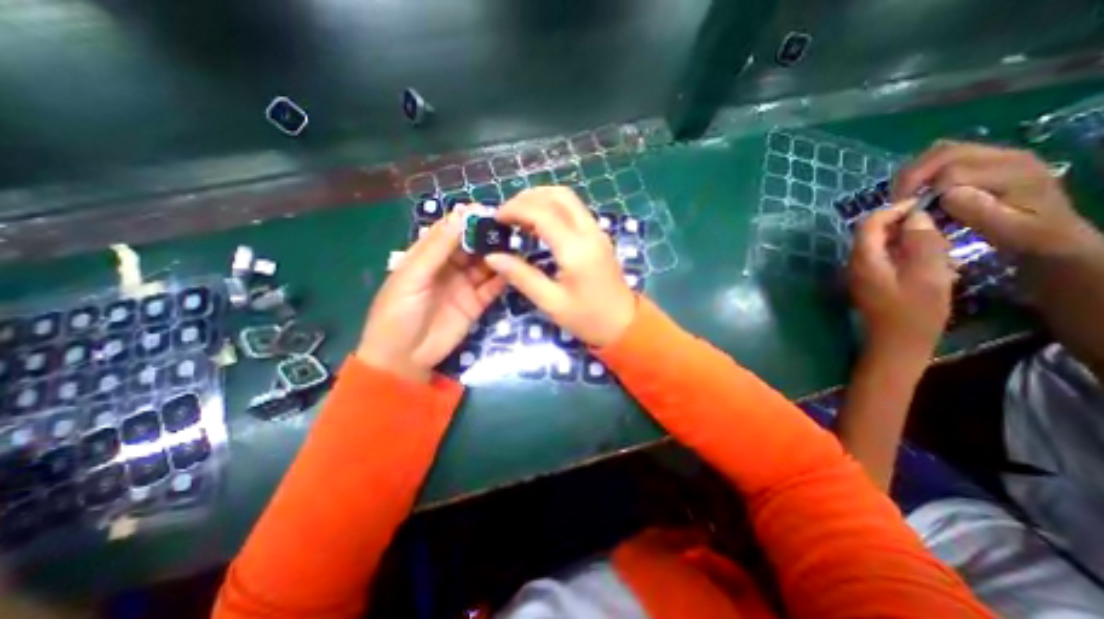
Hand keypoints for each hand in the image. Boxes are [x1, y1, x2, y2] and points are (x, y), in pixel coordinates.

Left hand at [356, 207, 505, 380]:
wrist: (404, 358)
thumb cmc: (398, 313)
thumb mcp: (413, 276)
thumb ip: (437, 248)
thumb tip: (460, 215)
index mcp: (427, 256)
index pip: (449, 231)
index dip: (467, 220)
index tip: (489, 211)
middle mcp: (448, 267)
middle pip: (471, 246)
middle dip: (488, 237)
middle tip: (509, 229)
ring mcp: (464, 286)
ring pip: (484, 265)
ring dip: (498, 256)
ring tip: (517, 246)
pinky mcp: (476, 303)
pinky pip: (492, 287)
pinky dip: (502, 278)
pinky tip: (514, 270)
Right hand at [480, 185, 632, 347]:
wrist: (624, 325)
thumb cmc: (587, 318)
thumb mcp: (550, 302)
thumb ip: (521, 276)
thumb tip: (493, 256)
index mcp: (576, 249)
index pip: (542, 213)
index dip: (516, 209)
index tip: (496, 219)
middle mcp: (589, 232)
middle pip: (558, 196)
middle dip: (528, 197)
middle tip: (506, 213)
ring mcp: (597, 232)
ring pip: (569, 199)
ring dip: (542, 199)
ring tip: (519, 215)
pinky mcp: (599, 237)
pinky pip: (575, 211)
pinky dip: (554, 208)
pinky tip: (539, 223)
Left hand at [849, 200, 954, 360]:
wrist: (896, 344)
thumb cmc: (914, 312)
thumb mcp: (927, 274)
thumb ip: (920, 243)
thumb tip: (915, 217)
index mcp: (863, 259)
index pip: (868, 224)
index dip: (892, 210)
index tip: (923, 204)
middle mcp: (854, 264)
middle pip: (870, 233)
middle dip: (900, 224)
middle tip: (934, 224)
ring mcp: (858, 274)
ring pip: (877, 246)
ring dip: (902, 238)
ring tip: (935, 242)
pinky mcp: (867, 282)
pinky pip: (881, 258)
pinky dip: (900, 252)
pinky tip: (925, 259)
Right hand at [895, 139, 1093, 256]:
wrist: (1052, 233)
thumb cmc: (1027, 237)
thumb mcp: (1007, 230)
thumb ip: (980, 211)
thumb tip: (947, 194)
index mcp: (1013, 171)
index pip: (952, 172)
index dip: (924, 192)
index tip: (908, 214)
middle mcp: (1004, 155)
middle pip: (943, 152)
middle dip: (911, 176)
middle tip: (896, 201)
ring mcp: (994, 156)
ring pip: (939, 152)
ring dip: (913, 173)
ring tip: (903, 196)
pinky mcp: (982, 162)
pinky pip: (942, 157)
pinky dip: (921, 173)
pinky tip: (917, 192)